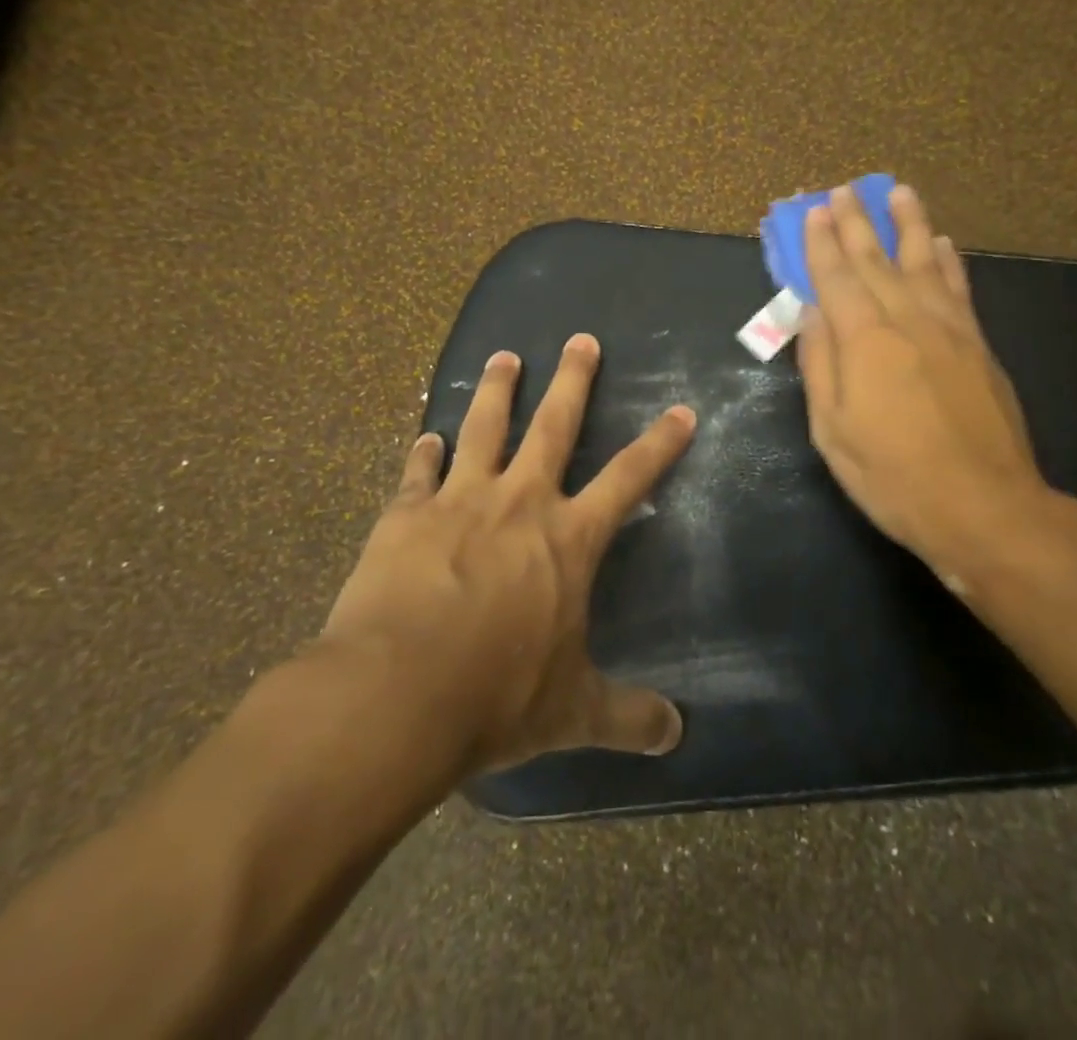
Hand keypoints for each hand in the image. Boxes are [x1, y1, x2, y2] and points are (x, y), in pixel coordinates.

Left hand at [318, 334, 696, 773]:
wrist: (395, 696)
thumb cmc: (497, 697)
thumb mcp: (572, 712)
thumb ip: (627, 717)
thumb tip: (678, 737)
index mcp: (568, 538)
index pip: (630, 478)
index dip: (660, 443)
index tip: (681, 410)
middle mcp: (520, 503)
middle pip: (554, 425)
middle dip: (573, 380)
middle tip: (580, 339)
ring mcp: (458, 501)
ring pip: (484, 428)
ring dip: (497, 389)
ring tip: (504, 356)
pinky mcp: (404, 516)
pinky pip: (417, 472)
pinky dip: (424, 452)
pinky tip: (426, 435)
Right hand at [796, 183, 1059, 586]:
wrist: (984, 507)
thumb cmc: (894, 476)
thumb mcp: (833, 431)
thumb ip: (820, 365)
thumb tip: (811, 313)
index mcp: (864, 340)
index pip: (836, 278)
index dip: (822, 243)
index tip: (814, 211)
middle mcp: (907, 320)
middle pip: (876, 260)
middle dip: (857, 223)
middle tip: (844, 190)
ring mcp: (949, 329)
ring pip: (923, 262)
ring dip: (909, 224)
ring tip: (899, 192)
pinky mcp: (978, 345)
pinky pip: (959, 289)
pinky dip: (948, 261)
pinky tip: (942, 244)